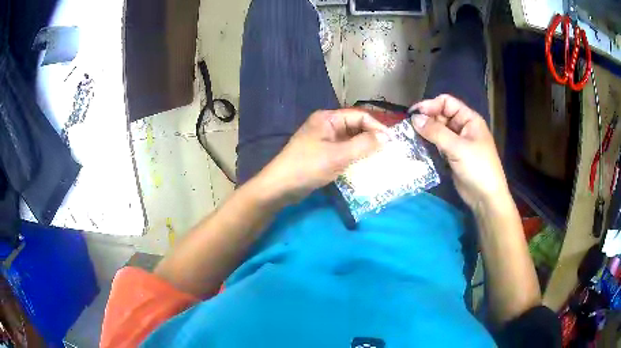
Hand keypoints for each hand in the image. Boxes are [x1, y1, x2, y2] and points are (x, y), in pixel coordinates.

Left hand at [257, 109, 387, 202]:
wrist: (280, 187)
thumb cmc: (308, 167)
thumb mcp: (338, 155)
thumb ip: (364, 145)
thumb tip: (386, 137)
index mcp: (328, 118)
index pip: (359, 116)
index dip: (377, 127)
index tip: (391, 141)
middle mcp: (326, 125)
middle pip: (355, 127)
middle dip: (372, 138)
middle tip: (388, 151)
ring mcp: (323, 140)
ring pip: (350, 140)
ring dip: (364, 148)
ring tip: (380, 159)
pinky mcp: (322, 154)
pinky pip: (343, 151)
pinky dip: (354, 157)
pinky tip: (364, 166)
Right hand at [410, 94, 508, 207]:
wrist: (486, 197)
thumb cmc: (478, 168)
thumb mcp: (458, 148)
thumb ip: (436, 132)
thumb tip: (414, 118)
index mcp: (469, 119)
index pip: (447, 103)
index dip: (430, 105)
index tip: (413, 114)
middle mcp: (462, 127)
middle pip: (441, 115)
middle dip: (426, 120)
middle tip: (409, 128)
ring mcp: (457, 142)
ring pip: (438, 131)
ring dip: (425, 133)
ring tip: (410, 138)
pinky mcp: (452, 156)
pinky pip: (438, 145)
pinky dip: (428, 145)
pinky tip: (418, 149)